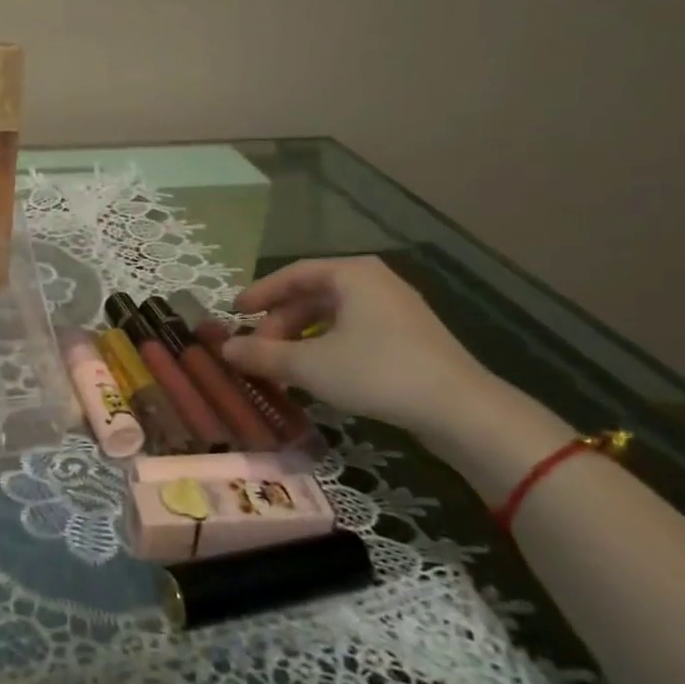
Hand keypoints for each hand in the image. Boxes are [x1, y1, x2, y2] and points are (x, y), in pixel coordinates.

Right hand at [219, 255, 496, 435]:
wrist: (460, 409)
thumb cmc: (377, 372)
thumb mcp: (309, 365)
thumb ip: (262, 355)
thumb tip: (223, 350)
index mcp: (351, 274)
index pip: (292, 274)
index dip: (258, 294)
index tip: (234, 314)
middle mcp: (373, 281)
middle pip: (311, 295)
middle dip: (279, 323)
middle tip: (258, 352)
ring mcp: (395, 308)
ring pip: (332, 316)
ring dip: (300, 338)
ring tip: (282, 367)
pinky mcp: (408, 336)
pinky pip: (353, 331)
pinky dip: (326, 346)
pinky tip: (317, 373)